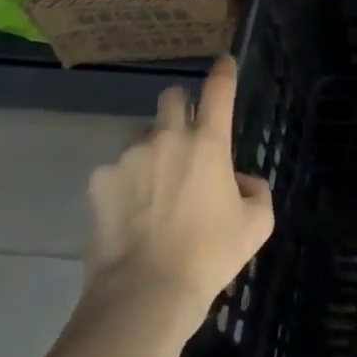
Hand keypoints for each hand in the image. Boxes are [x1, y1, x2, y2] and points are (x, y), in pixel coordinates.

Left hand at [81, 56, 273, 321]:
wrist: (145, 293)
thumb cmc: (210, 255)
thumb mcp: (257, 225)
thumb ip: (256, 191)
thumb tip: (240, 181)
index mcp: (210, 143)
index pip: (219, 91)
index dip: (223, 72)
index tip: (224, 62)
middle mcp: (168, 138)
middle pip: (172, 98)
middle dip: (180, 107)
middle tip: (185, 137)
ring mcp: (129, 157)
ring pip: (143, 139)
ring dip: (153, 153)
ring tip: (154, 195)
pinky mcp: (99, 182)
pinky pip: (116, 171)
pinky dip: (126, 185)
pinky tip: (129, 216)